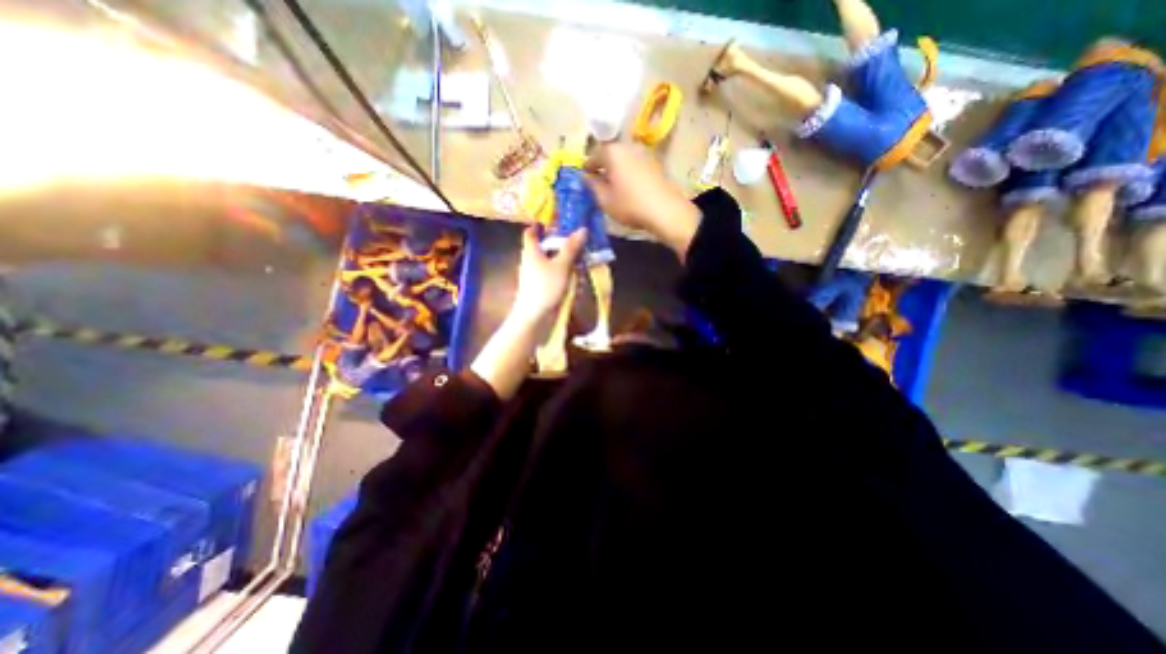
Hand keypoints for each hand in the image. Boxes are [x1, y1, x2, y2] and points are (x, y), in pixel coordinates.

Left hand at [469, 224, 588, 401]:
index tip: (557, 223)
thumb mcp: (561, 265)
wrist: (534, 317)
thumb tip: (582, 229)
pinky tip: (576, 284)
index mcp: (531, 251)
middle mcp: (531, 261)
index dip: (541, 225)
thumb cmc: (545, 287)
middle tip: (579, 245)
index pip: (531, 232)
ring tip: (582, 266)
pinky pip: (554, 277)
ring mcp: (536, 276)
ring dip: (567, 263)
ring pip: (552, 263)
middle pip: (546, 247)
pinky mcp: (541, 288)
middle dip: (563, 246)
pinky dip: (564, 277)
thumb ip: (571, 247)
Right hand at [583, 143, 700, 257]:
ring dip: (616, 170)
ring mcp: (644, 153)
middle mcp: (628, 146)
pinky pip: (635, 165)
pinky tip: (629, 188)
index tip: (584, 180)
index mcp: (612, 151)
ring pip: (623, 159)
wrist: (665, 211)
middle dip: (602, 167)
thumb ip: (592, 185)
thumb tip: (586, 176)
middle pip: (609, 154)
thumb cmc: (630, 205)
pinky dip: (629, 173)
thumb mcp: (604, 199)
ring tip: (614, 187)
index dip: (587, 168)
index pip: (592, 155)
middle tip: (598, 184)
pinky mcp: (655, 163)